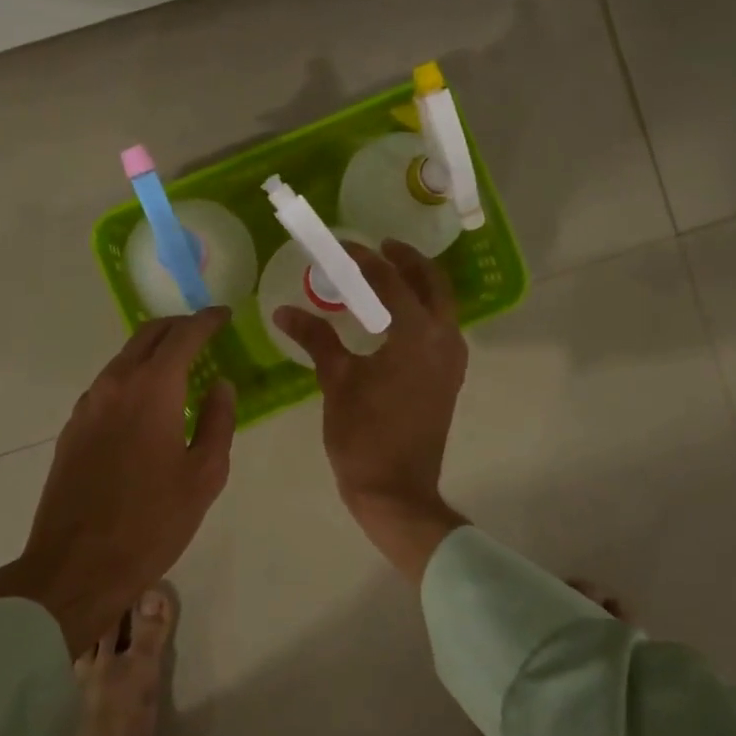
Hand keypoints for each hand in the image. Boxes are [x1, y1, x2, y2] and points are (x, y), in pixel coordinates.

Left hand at [0, 309, 234, 652]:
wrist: (76, 565)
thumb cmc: (151, 522)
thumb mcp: (203, 475)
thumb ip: (217, 421)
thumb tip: (221, 385)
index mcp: (152, 389)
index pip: (184, 335)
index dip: (207, 320)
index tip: (224, 315)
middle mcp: (115, 384)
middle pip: (148, 335)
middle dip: (178, 326)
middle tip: (203, 333)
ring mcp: (88, 405)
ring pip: (124, 358)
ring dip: (153, 351)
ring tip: (179, 366)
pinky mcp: (73, 428)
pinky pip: (108, 385)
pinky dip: (133, 377)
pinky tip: (147, 403)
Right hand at [274, 240, 469, 581]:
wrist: (396, 489)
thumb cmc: (364, 434)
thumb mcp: (336, 381)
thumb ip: (316, 338)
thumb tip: (284, 311)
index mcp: (417, 334)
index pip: (392, 280)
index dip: (366, 260)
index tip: (344, 246)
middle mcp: (444, 339)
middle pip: (432, 283)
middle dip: (407, 261)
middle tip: (378, 249)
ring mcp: (452, 361)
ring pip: (442, 306)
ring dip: (418, 285)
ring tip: (385, 277)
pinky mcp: (449, 378)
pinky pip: (441, 329)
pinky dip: (422, 312)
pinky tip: (394, 319)